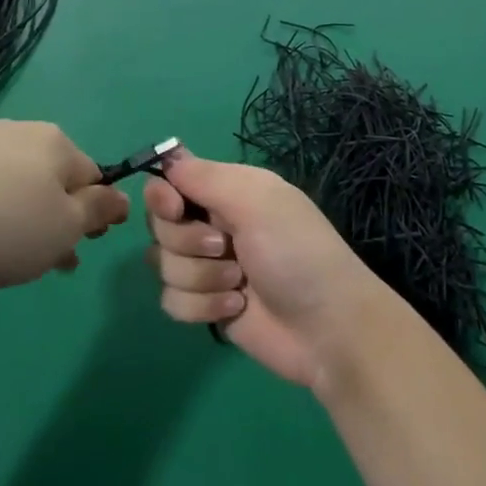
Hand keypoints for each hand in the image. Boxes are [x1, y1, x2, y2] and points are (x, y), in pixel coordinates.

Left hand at [0, 120, 128, 290]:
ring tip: (8, 260)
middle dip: (57, 219)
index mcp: (56, 143)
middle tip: (49, 262)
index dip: (95, 213)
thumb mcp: (64, 228)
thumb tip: (122, 197)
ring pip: (15, 184)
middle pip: (53, 179)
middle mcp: (19, 133)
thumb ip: (98, 211)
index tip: (83, 248)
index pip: (93, 175)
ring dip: (23, 218)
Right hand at [144, 150, 388, 388]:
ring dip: (200, 276)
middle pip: (159, 224)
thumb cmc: (296, 252)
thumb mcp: (256, 201)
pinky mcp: (206, 305)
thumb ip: (206, 177)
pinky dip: (201, 306)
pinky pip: (171, 300)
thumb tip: (168, 158)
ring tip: (238, 283)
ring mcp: (208, 266)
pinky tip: (235, 307)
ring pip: (162, 264)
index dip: (162, 195)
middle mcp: (214, 223)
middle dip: (186, 240)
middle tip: (224, 246)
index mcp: (229, 191)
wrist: (326, 327)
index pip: (171, 181)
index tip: (175, 209)